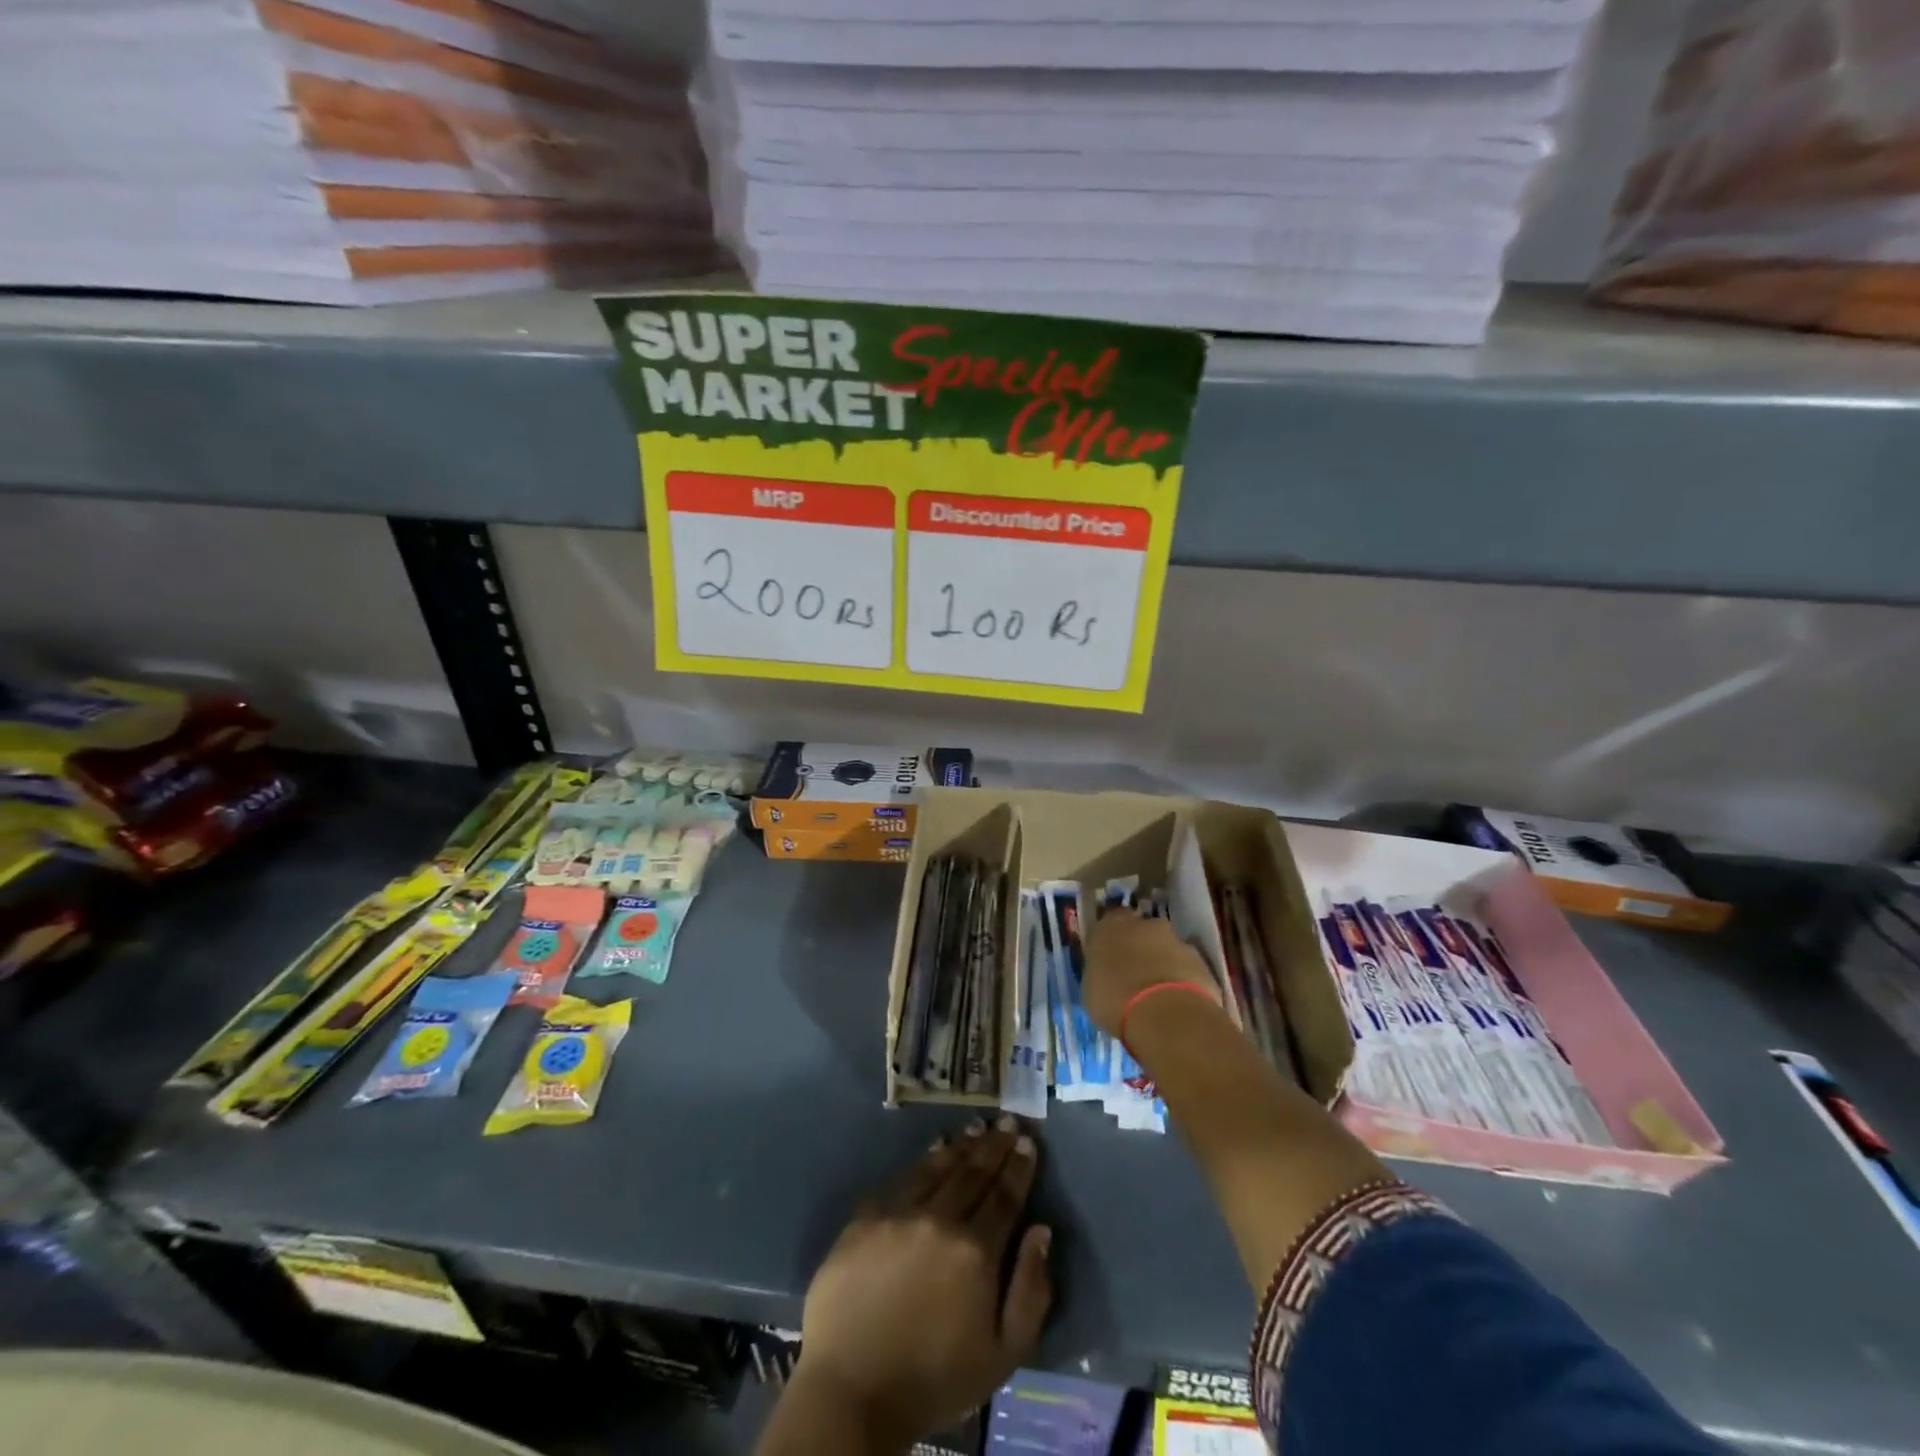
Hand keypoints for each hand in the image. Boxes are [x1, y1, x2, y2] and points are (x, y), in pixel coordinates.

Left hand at [792, 1117, 1052, 1447]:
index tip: (1028, 1143)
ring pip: (939, 1168)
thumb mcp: (1002, 1355)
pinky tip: (934, 1149)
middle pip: (974, 1174)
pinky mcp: (866, 1216)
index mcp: (976, 1251)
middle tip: (1009, 1122)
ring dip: (962, 1145)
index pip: (1005, 1197)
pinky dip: (924, 1159)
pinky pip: (902, 1177)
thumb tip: (1042, 1231)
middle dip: (995, 1146)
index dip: (1019, 1168)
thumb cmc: (933, 1379)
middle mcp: (940, 1219)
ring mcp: (900, 1212)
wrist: (851, 1390)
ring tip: (978, 1126)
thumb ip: (1030, 1291)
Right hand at [1083, 910, 1219, 1040]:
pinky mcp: (1201, 961)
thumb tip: (1106, 973)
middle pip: (1141, 930)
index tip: (1109, 956)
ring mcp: (1176, 940)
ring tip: (1157, 993)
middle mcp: (1144, 924)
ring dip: (1162, 962)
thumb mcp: (1091, 989)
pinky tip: (1176, 1002)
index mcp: (1110, 926)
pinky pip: (1186, 967)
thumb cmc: (1115, 1000)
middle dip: (1139, 947)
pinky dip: (1182, 979)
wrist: (1166, 1014)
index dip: (1111, 939)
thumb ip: (1100, 972)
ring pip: (1166, 947)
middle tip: (1133, 974)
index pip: (1109, 921)